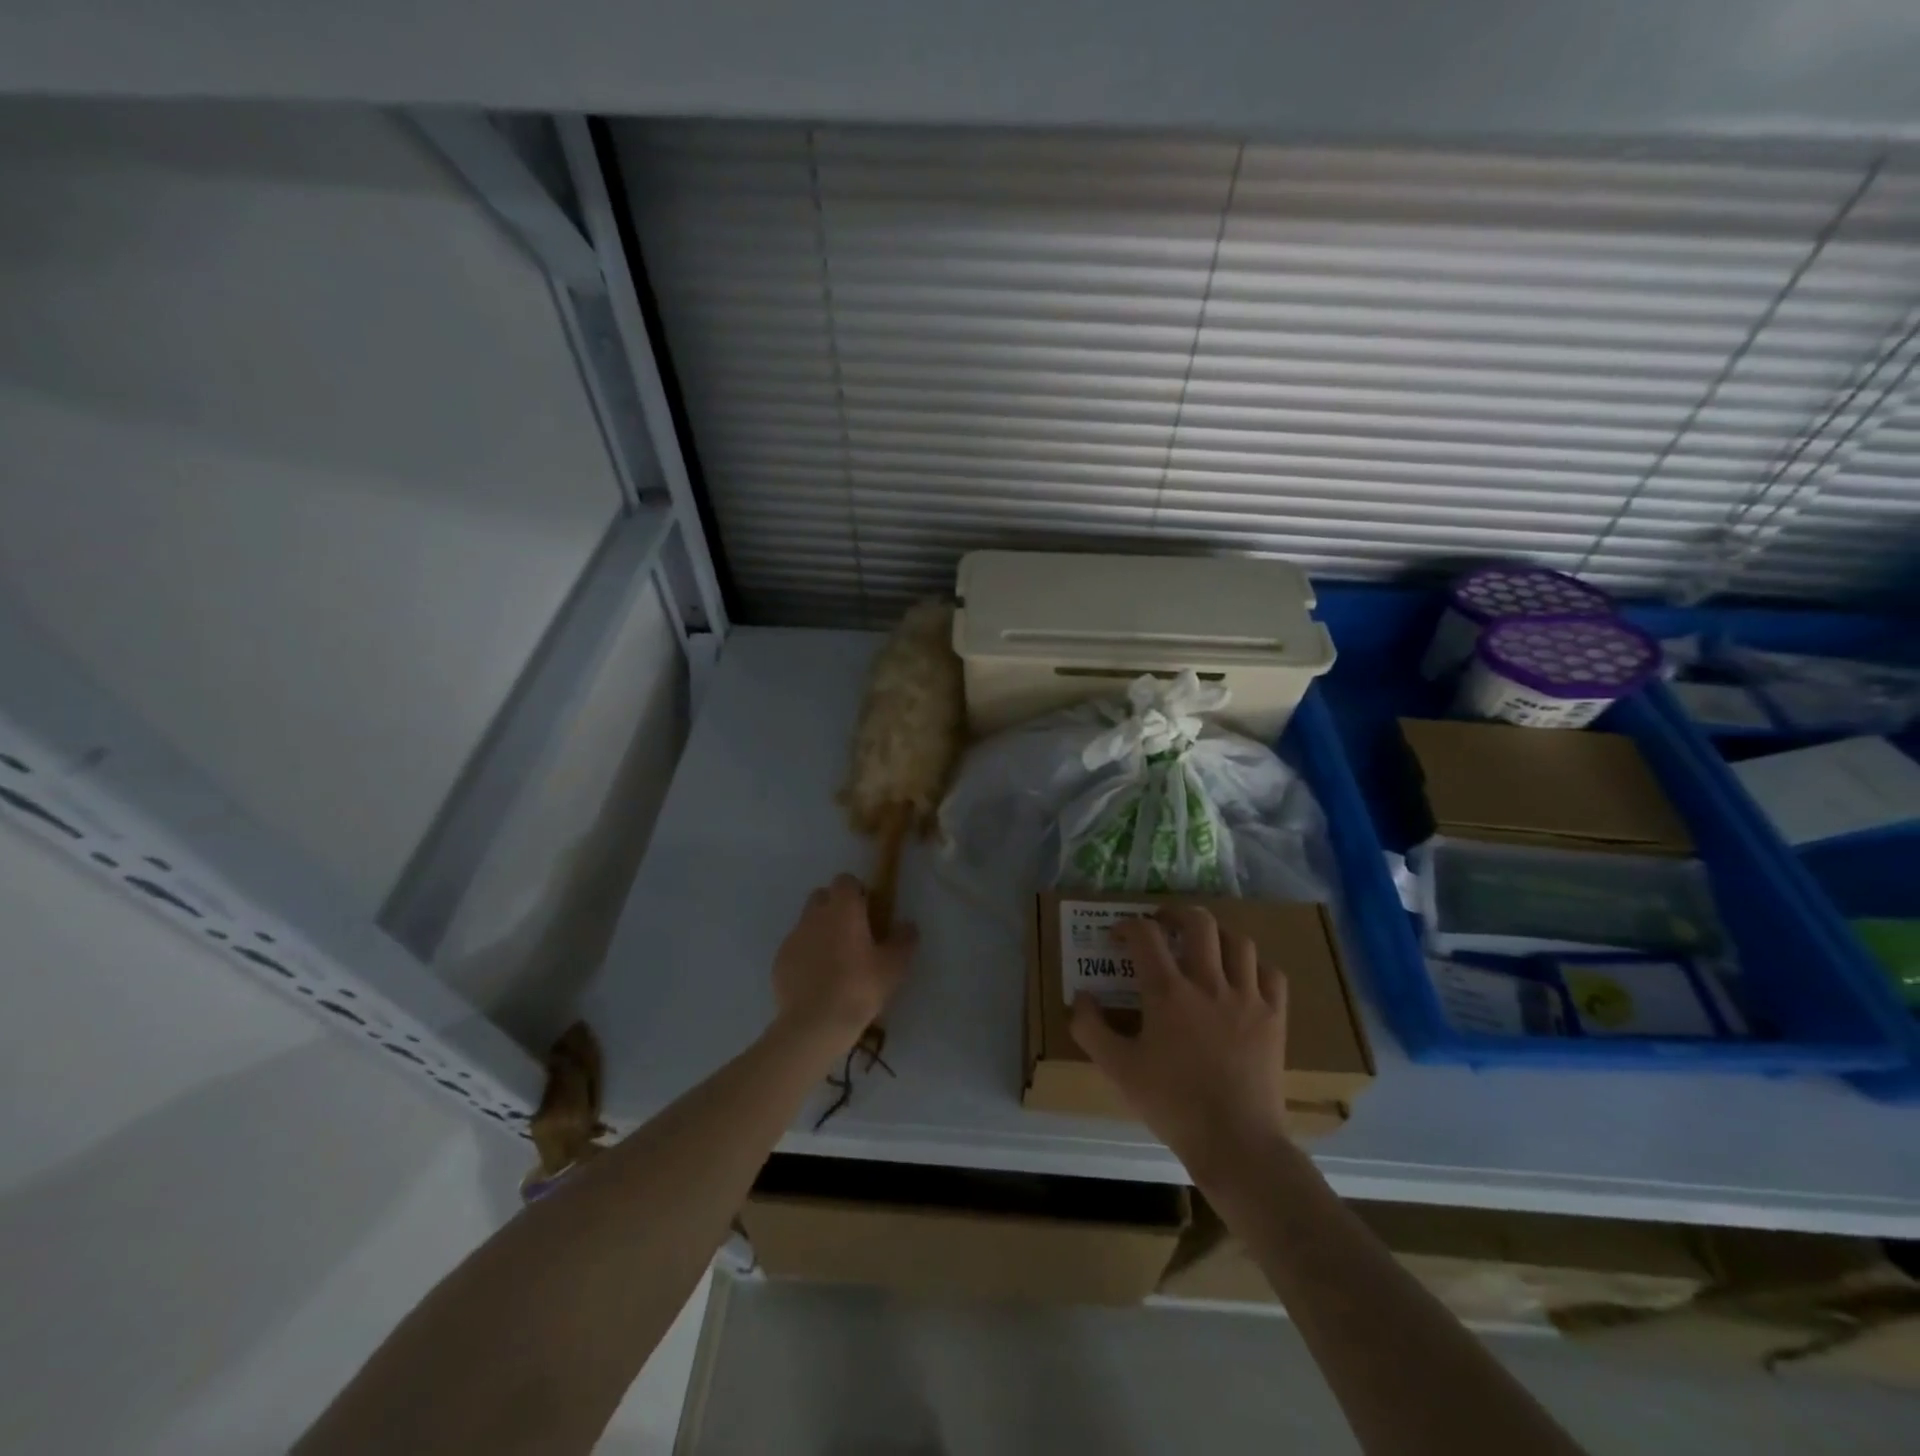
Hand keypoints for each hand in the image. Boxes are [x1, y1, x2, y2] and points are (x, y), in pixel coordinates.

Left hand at [772, 874, 916, 1048]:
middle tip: (852, 934)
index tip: (868, 911)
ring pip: (807, 922)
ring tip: (834, 961)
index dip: (857, 892)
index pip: (845, 880)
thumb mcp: (893, 966)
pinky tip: (817, 981)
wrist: (814, 1024)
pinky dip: (805, 956)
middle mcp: (814, 915)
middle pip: (822, 896)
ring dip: (820, 932)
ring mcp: (793, 937)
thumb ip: (904, 940)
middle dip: (835, 908)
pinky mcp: (779, 960)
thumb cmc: (859, 987)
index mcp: (843, 909)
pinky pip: (796, 948)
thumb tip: (908, 925)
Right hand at [1070, 907, 1289, 1176]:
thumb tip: (1080, 997)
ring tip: (1204, 943)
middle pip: (1198, 922)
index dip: (1128, 926)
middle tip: (1163, 922)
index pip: (1146, 935)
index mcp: (1168, 992)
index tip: (1118, 936)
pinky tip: (1243, 975)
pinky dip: (1255, 965)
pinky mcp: (1275, 1017)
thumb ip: (1090, 1029)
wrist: (1236, 1141)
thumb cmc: (1172, 1104)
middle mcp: (1208, 982)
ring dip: (1217, 933)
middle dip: (1176, 913)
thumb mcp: (1118, 1069)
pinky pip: (1271, 974)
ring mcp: (1247, 997)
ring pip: (1238, 941)